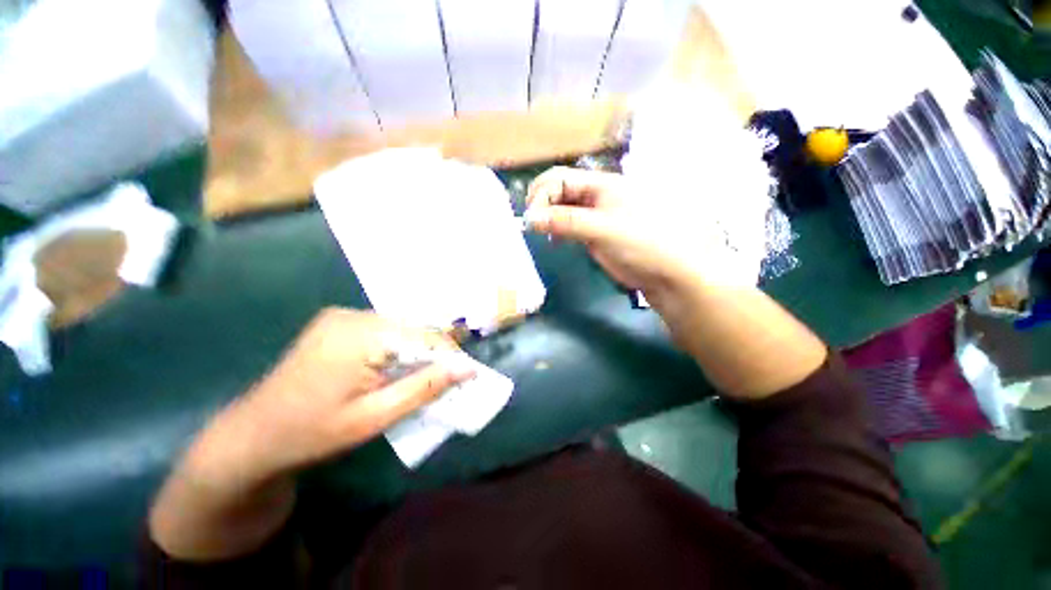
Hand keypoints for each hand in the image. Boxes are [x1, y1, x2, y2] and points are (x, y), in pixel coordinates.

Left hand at [150, 308, 474, 559]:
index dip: (449, 355)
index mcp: (361, 335)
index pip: (425, 335)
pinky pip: (382, 328)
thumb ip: (425, 388)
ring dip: (416, 350)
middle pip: (413, 328)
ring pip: (400, 327)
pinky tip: (393, 368)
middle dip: (433, 353)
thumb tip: (467, 369)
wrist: (253, 435)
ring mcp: (342, 315)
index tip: (465, 377)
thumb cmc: (313, 433)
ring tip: (421, 378)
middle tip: (445, 381)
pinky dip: (397, 346)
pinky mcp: (337, 321)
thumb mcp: (375, 417)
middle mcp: (353, 315)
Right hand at [525, 167, 763, 295]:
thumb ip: (565, 221)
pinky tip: (556, 240)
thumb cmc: (641, 243)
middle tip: (533, 227)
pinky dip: (558, 229)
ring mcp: (595, 214)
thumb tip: (529, 219)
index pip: (559, 179)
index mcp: (601, 184)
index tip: (531, 220)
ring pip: (562, 208)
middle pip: (559, 191)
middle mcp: (596, 194)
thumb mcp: (602, 229)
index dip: (541, 195)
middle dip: (542, 205)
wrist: (668, 272)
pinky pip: (570, 224)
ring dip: (548, 218)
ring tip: (543, 235)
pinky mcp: (595, 232)